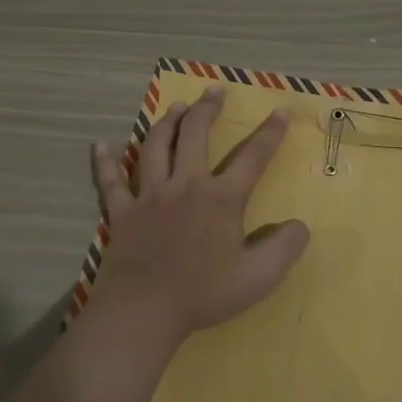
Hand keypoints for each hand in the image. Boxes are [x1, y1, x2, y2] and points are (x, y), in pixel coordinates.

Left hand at [90, 86, 310, 337]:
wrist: (145, 310)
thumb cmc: (204, 294)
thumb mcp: (259, 276)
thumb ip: (285, 247)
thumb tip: (300, 225)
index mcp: (221, 198)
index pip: (252, 157)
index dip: (270, 133)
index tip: (280, 111)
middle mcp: (185, 185)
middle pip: (195, 135)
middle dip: (207, 109)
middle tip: (214, 91)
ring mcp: (149, 196)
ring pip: (155, 146)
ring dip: (166, 122)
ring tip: (176, 107)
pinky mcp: (122, 212)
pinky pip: (111, 181)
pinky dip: (106, 162)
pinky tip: (102, 146)